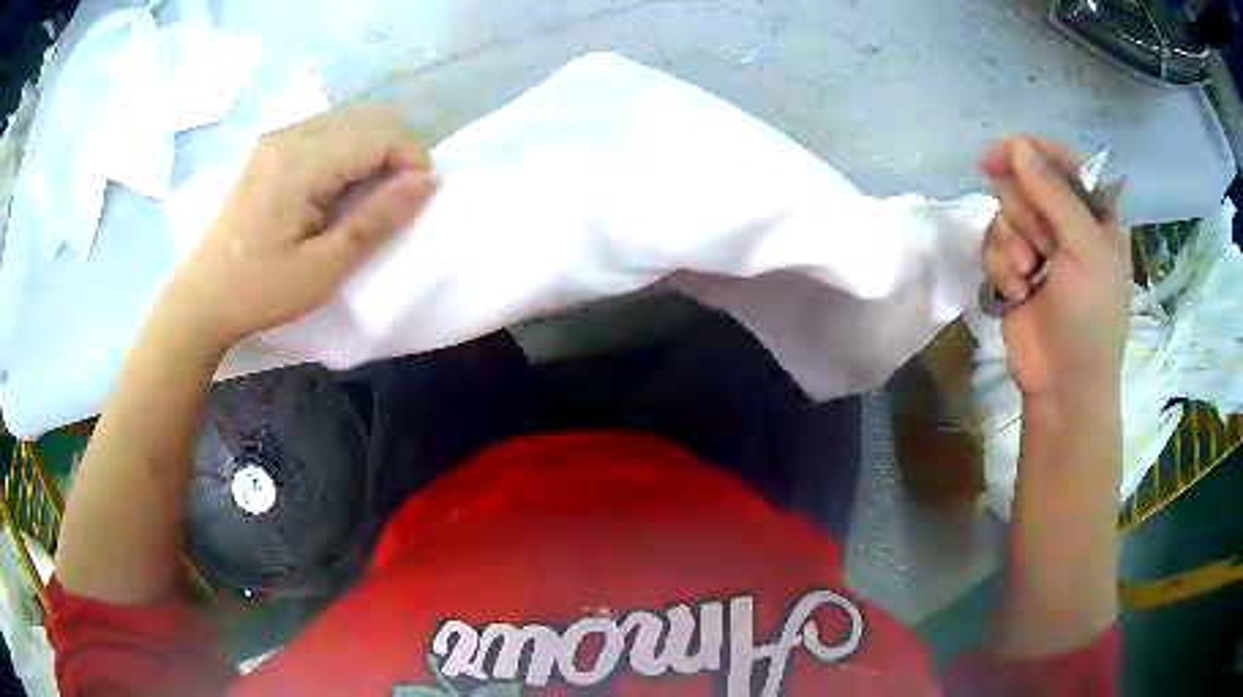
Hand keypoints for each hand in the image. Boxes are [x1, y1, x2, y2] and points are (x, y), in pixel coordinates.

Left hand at [168, 105, 437, 348]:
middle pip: (367, 117)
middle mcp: (289, 136)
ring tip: (368, 196)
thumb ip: (376, 220)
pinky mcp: (270, 149)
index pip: (379, 133)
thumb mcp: (323, 269)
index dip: (412, 158)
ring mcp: (277, 139)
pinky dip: (347, 151)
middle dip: (396, 150)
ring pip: (348, 120)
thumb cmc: (259, 292)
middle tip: (396, 199)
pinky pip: (325, 131)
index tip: (416, 199)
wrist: (201, 298)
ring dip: (372, 149)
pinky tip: (337, 189)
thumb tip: (427, 181)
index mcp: (300, 163)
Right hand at [979, 136, 1129, 400]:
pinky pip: (992, 242)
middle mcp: (1065, 222)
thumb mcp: (1086, 250)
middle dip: (1026, 213)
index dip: (1031, 152)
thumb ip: (1054, 194)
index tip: (1001, 155)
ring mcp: (1038, 245)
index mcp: (1094, 213)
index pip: (1060, 160)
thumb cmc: (1091, 318)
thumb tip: (1016, 145)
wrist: (1064, 385)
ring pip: (1004, 211)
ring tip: (1029, 276)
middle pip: (1025, 182)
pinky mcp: (1013, 268)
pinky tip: (1016, 291)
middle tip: (1042, 247)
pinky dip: (1001, 266)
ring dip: (1012, 244)